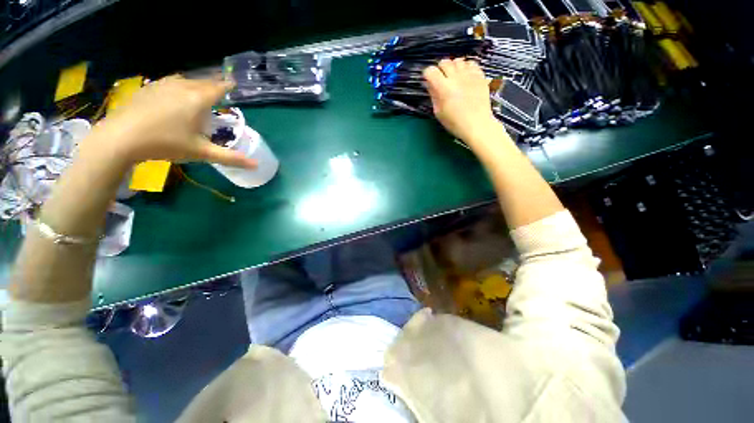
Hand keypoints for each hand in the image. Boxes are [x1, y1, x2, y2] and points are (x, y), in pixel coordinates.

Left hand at [84, 75, 255, 168]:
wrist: (121, 137)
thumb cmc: (166, 144)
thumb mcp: (202, 153)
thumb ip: (231, 158)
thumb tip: (256, 166)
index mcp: (198, 100)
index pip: (219, 87)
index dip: (228, 85)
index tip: (234, 82)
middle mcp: (182, 86)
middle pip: (203, 82)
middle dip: (213, 85)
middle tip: (220, 88)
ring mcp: (163, 85)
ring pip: (186, 80)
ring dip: (196, 84)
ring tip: (200, 90)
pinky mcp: (149, 88)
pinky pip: (170, 82)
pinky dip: (179, 85)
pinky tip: (176, 93)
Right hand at [423, 58, 499, 142]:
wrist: (477, 124)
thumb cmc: (455, 123)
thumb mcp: (439, 112)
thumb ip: (433, 95)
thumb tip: (430, 84)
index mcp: (443, 88)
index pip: (430, 71)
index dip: (428, 75)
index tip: (429, 81)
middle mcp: (455, 77)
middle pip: (444, 62)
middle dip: (441, 69)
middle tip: (442, 80)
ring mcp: (469, 74)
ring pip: (458, 61)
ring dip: (454, 67)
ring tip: (455, 78)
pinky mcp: (480, 75)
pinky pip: (471, 63)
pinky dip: (466, 68)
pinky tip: (466, 77)